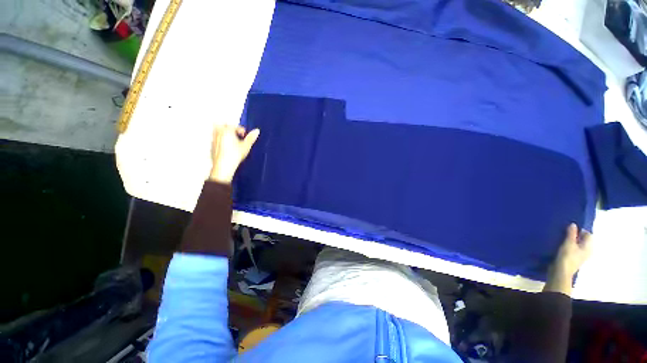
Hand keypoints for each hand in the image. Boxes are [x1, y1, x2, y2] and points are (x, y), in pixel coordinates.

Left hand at [208, 125, 259, 183]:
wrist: (224, 166)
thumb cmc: (234, 155)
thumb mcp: (246, 146)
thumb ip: (251, 138)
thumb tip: (257, 131)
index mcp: (227, 130)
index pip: (235, 126)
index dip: (242, 131)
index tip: (245, 137)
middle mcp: (218, 133)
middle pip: (223, 125)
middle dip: (230, 128)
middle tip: (237, 135)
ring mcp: (214, 139)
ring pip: (217, 131)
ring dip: (225, 133)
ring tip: (232, 141)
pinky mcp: (212, 146)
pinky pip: (216, 139)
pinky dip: (221, 140)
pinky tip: (227, 148)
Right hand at [543, 223, 592, 295]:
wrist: (560, 272)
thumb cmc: (567, 257)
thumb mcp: (568, 243)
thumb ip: (571, 234)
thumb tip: (573, 224)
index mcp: (588, 247)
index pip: (588, 235)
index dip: (580, 230)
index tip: (570, 228)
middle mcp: (586, 251)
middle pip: (583, 240)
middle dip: (575, 235)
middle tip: (565, 232)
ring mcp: (580, 256)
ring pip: (577, 245)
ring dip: (571, 241)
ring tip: (561, 238)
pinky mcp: (572, 259)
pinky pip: (572, 249)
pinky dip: (568, 246)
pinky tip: (560, 246)